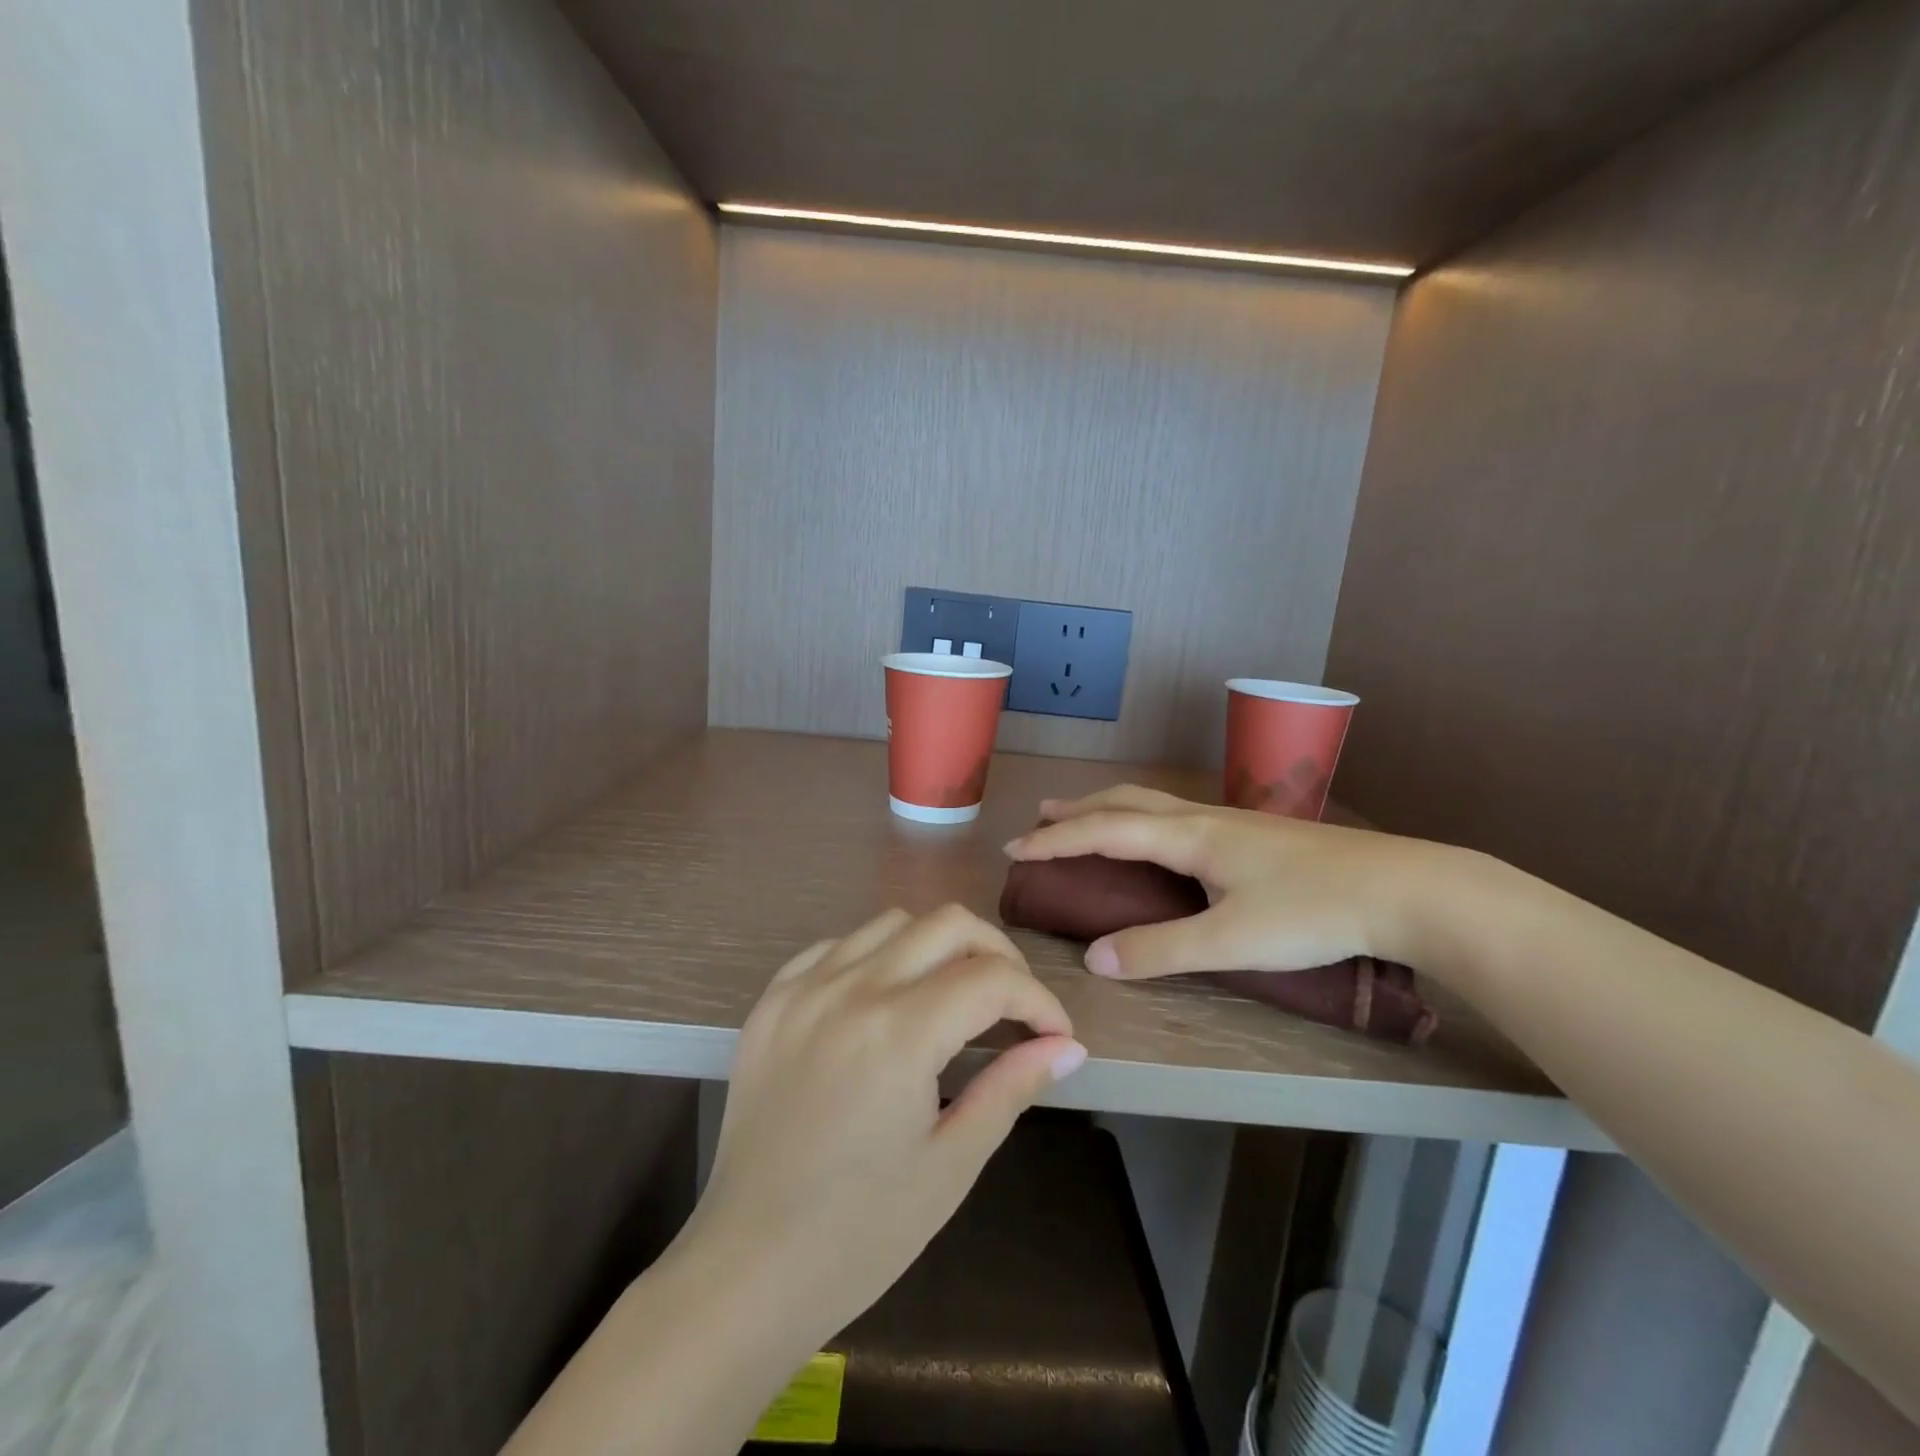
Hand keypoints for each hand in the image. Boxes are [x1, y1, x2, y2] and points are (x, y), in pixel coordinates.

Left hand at [681, 904, 1087, 1351]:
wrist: (747, 1267)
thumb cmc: (861, 1233)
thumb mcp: (951, 1163)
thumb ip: (1012, 1087)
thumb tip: (1068, 1046)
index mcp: (899, 1033)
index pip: (992, 978)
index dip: (1038, 1001)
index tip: (1054, 1035)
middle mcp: (851, 989)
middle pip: (948, 923)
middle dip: (997, 955)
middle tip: (1012, 1006)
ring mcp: (803, 988)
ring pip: (892, 922)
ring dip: (937, 948)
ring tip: (951, 998)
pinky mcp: (771, 1001)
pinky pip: (836, 945)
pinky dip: (876, 956)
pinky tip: (884, 1000)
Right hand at [1005, 785, 1459, 979]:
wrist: (1404, 889)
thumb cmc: (1312, 913)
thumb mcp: (1230, 941)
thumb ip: (1159, 949)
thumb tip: (1094, 959)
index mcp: (1188, 836)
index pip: (1104, 830)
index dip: (1056, 840)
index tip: (1016, 848)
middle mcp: (1202, 819)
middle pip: (1124, 802)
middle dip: (1077, 811)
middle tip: (1041, 820)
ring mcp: (1231, 822)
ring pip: (1152, 803)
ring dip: (1109, 809)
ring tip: (1085, 819)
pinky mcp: (1253, 835)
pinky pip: (1175, 815)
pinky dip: (1141, 818)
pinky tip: (1157, 839)